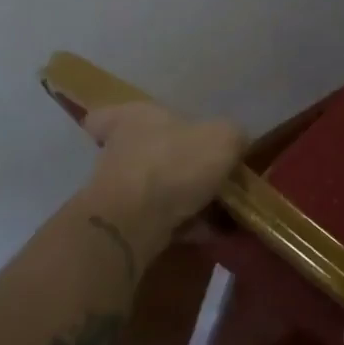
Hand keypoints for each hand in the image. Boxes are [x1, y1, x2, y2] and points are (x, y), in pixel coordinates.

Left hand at [83, 101, 245, 252]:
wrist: (134, 222)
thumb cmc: (175, 163)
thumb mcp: (223, 138)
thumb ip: (232, 135)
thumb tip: (234, 142)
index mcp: (135, 117)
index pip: (108, 113)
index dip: (122, 120)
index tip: (142, 134)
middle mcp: (118, 149)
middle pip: (139, 151)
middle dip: (168, 162)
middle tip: (202, 171)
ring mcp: (116, 188)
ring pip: (151, 187)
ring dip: (179, 196)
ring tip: (217, 208)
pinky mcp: (121, 223)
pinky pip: (158, 219)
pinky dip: (182, 224)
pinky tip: (210, 231)